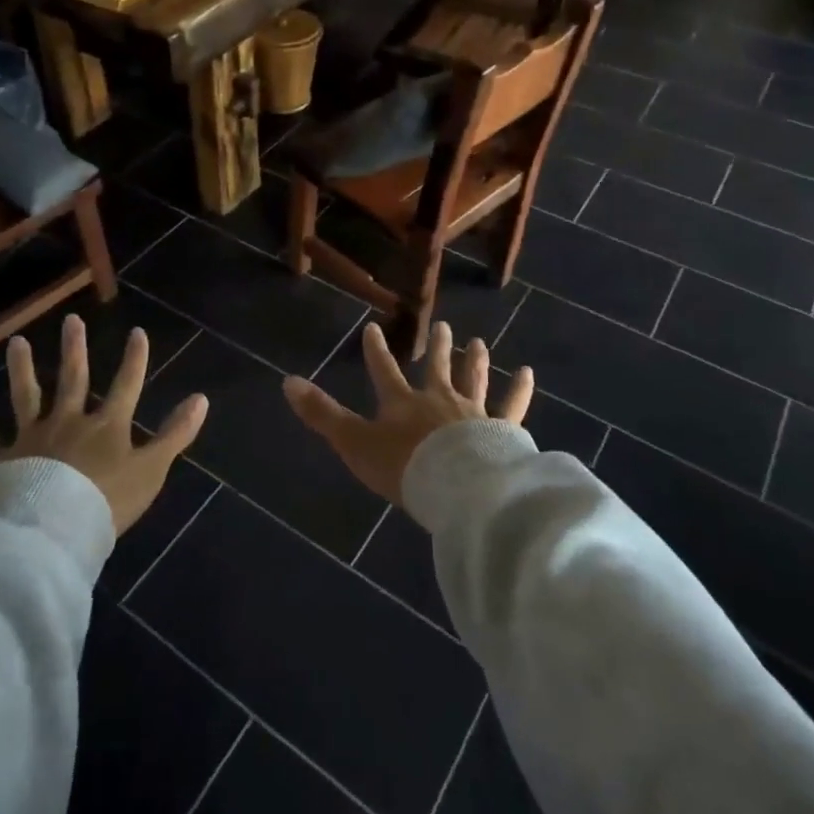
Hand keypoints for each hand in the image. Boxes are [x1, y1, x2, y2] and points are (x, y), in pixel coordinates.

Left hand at [0, 313, 208, 534]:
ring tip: (17, 342)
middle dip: (75, 349)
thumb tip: (201, 398)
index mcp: (105, 426)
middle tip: (71, 320)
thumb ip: (175, 434)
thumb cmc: (107, 501)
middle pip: (73, 379)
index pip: (126, 385)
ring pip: (26, 396)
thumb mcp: (151, 469)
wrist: (52, 530)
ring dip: (23, 368)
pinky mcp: (0, 459)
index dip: (134, 359)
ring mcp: (31, 438)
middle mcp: (67, 421)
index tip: (137, 332)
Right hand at [282, 321, 533, 506]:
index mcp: (402, 403)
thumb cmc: (404, 467)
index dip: (376, 350)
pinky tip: (527, 373)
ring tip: (479, 342)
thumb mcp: (354, 443)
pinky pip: (512, 406)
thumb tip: (286, 381)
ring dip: (474, 361)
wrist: (458, 488)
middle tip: (443, 326)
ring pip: (474, 379)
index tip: (374, 327)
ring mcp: (473, 412)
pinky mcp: (502, 430)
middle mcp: (438, 399)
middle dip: (437, 348)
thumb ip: (322, 414)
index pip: (384, 370)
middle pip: (437, 368)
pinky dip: (519, 389)